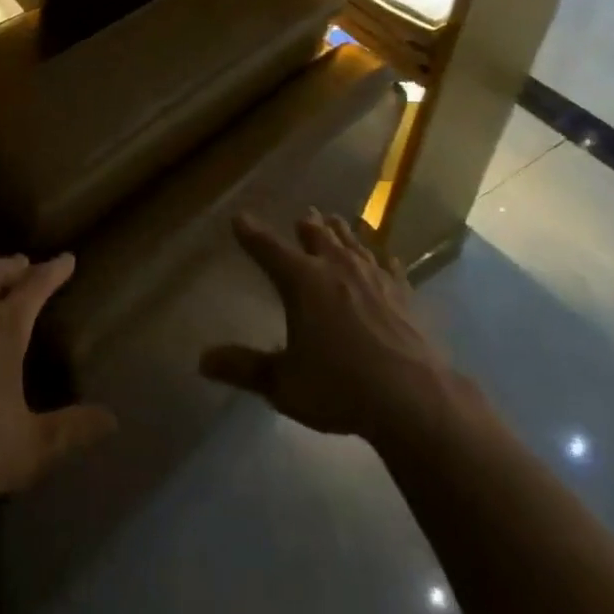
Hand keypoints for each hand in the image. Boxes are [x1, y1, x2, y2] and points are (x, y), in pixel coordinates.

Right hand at [201, 212, 452, 444]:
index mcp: (301, 281)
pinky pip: (388, 266)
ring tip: (335, 221)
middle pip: (316, 235)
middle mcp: (335, 267)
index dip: (251, 233)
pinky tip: (386, 258)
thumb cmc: (339, 387)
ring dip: (340, 232)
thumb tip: (202, 361)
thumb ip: (244, 369)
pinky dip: (381, 259)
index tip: (239, 218)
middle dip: (305, 225)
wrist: (411, 396)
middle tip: (302, 216)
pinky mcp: (401, 292)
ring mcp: (372, 276)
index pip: (268, 248)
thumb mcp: (283, 384)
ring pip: (352, 242)